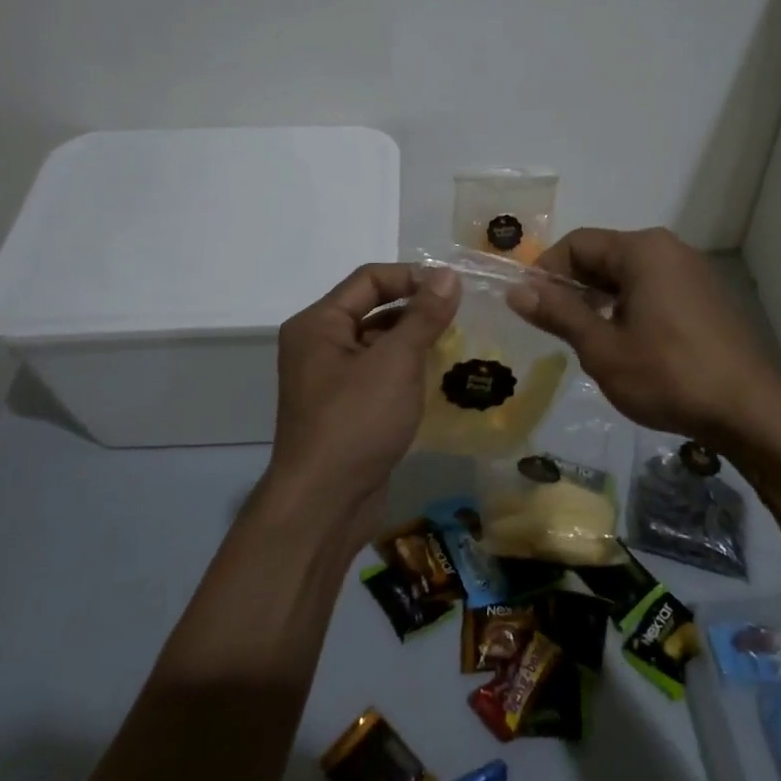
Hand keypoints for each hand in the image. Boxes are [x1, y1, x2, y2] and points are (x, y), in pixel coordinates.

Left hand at [264, 263, 460, 547]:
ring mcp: (330, 380)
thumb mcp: (396, 362)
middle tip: (462, 316)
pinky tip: (438, 378)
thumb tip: (447, 275)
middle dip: (416, 310)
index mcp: (318, 324)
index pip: (369, 280)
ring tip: (457, 344)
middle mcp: (318, 345)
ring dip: (414, 341)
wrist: (324, 504)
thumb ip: (423, 316)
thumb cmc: (357, 421)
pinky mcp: (345, 409)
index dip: (412, 277)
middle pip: (372, 309)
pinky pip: (378, 375)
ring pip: (378, 344)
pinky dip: (406, 371)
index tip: (453, 288)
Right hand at [506, 227, 780, 446]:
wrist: (749, 411)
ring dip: (599, 299)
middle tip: (552, 327)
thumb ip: (559, 314)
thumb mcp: (603, 348)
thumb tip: (516, 290)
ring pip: (628, 274)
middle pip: (604, 255)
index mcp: (643, 250)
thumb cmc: (668, 376)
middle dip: (572, 286)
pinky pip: (653, 289)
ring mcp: (692, 272)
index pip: (577, 243)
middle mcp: (669, 249)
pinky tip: (624, 343)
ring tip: (583, 339)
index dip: (545, 271)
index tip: (529, 307)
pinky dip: (627, 307)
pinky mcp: (705, 297)